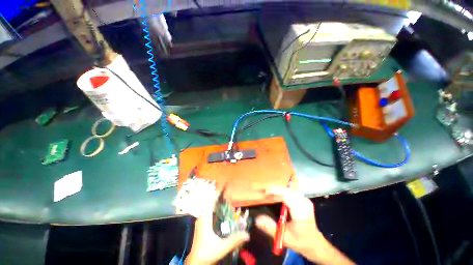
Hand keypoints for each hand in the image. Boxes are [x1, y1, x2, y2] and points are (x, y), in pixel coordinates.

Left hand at [185, 192, 248, 264]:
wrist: (196, 262)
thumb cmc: (207, 252)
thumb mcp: (222, 246)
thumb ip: (235, 239)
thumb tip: (247, 234)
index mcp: (205, 218)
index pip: (212, 202)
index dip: (220, 195)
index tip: (228, 191)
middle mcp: (202, 217)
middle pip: (214, 205)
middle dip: (223, 203)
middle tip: (233, 203)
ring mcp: (202, 221)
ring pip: (213, 210)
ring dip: (221, 209)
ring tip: (231, 209)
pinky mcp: (203, 226)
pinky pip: (212, 216)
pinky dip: (219, 215)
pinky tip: (225, 219)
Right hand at [255, 189, 354, 264]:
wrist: (315, 243)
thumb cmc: (300, 241)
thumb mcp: (284, 237)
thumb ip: (270, 228)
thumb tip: (257, 219)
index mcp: (300, 211)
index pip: (286, 195)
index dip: (275, 191)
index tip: (264, 192)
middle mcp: (303, 202)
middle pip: (286, 190)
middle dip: (274, 188)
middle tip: (263, 190)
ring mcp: (304, 199)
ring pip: (288, 189)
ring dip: (278, 189)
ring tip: (268, 191)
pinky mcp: (303, 198)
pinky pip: (291, 191)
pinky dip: (282, 191)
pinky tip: (276, 194)